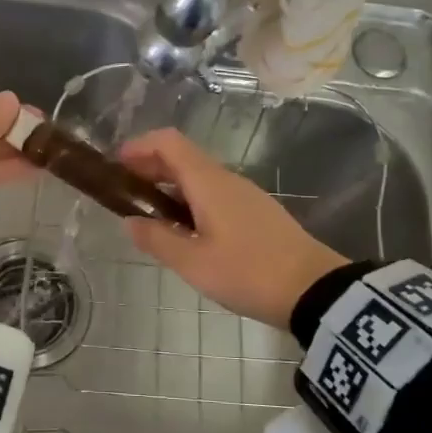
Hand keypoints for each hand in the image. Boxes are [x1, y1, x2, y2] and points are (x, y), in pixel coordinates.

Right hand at [118, 128, 346, 327]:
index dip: (139, 146)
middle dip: (149, 166)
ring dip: (170, 184)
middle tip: (125, 192)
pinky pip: (215, 192)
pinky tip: (185, 228)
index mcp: (208, 182)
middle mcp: (226, 179)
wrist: (316, 290)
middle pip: (182, 156)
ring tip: (149, 214)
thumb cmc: (248, 272)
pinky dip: (190, 198)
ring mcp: (245, 194)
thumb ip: (158, 239)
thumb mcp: (194, 263)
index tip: (115, 166)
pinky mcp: (257, 211)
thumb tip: (130, 221)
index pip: (168, 142)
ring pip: (199, 176)